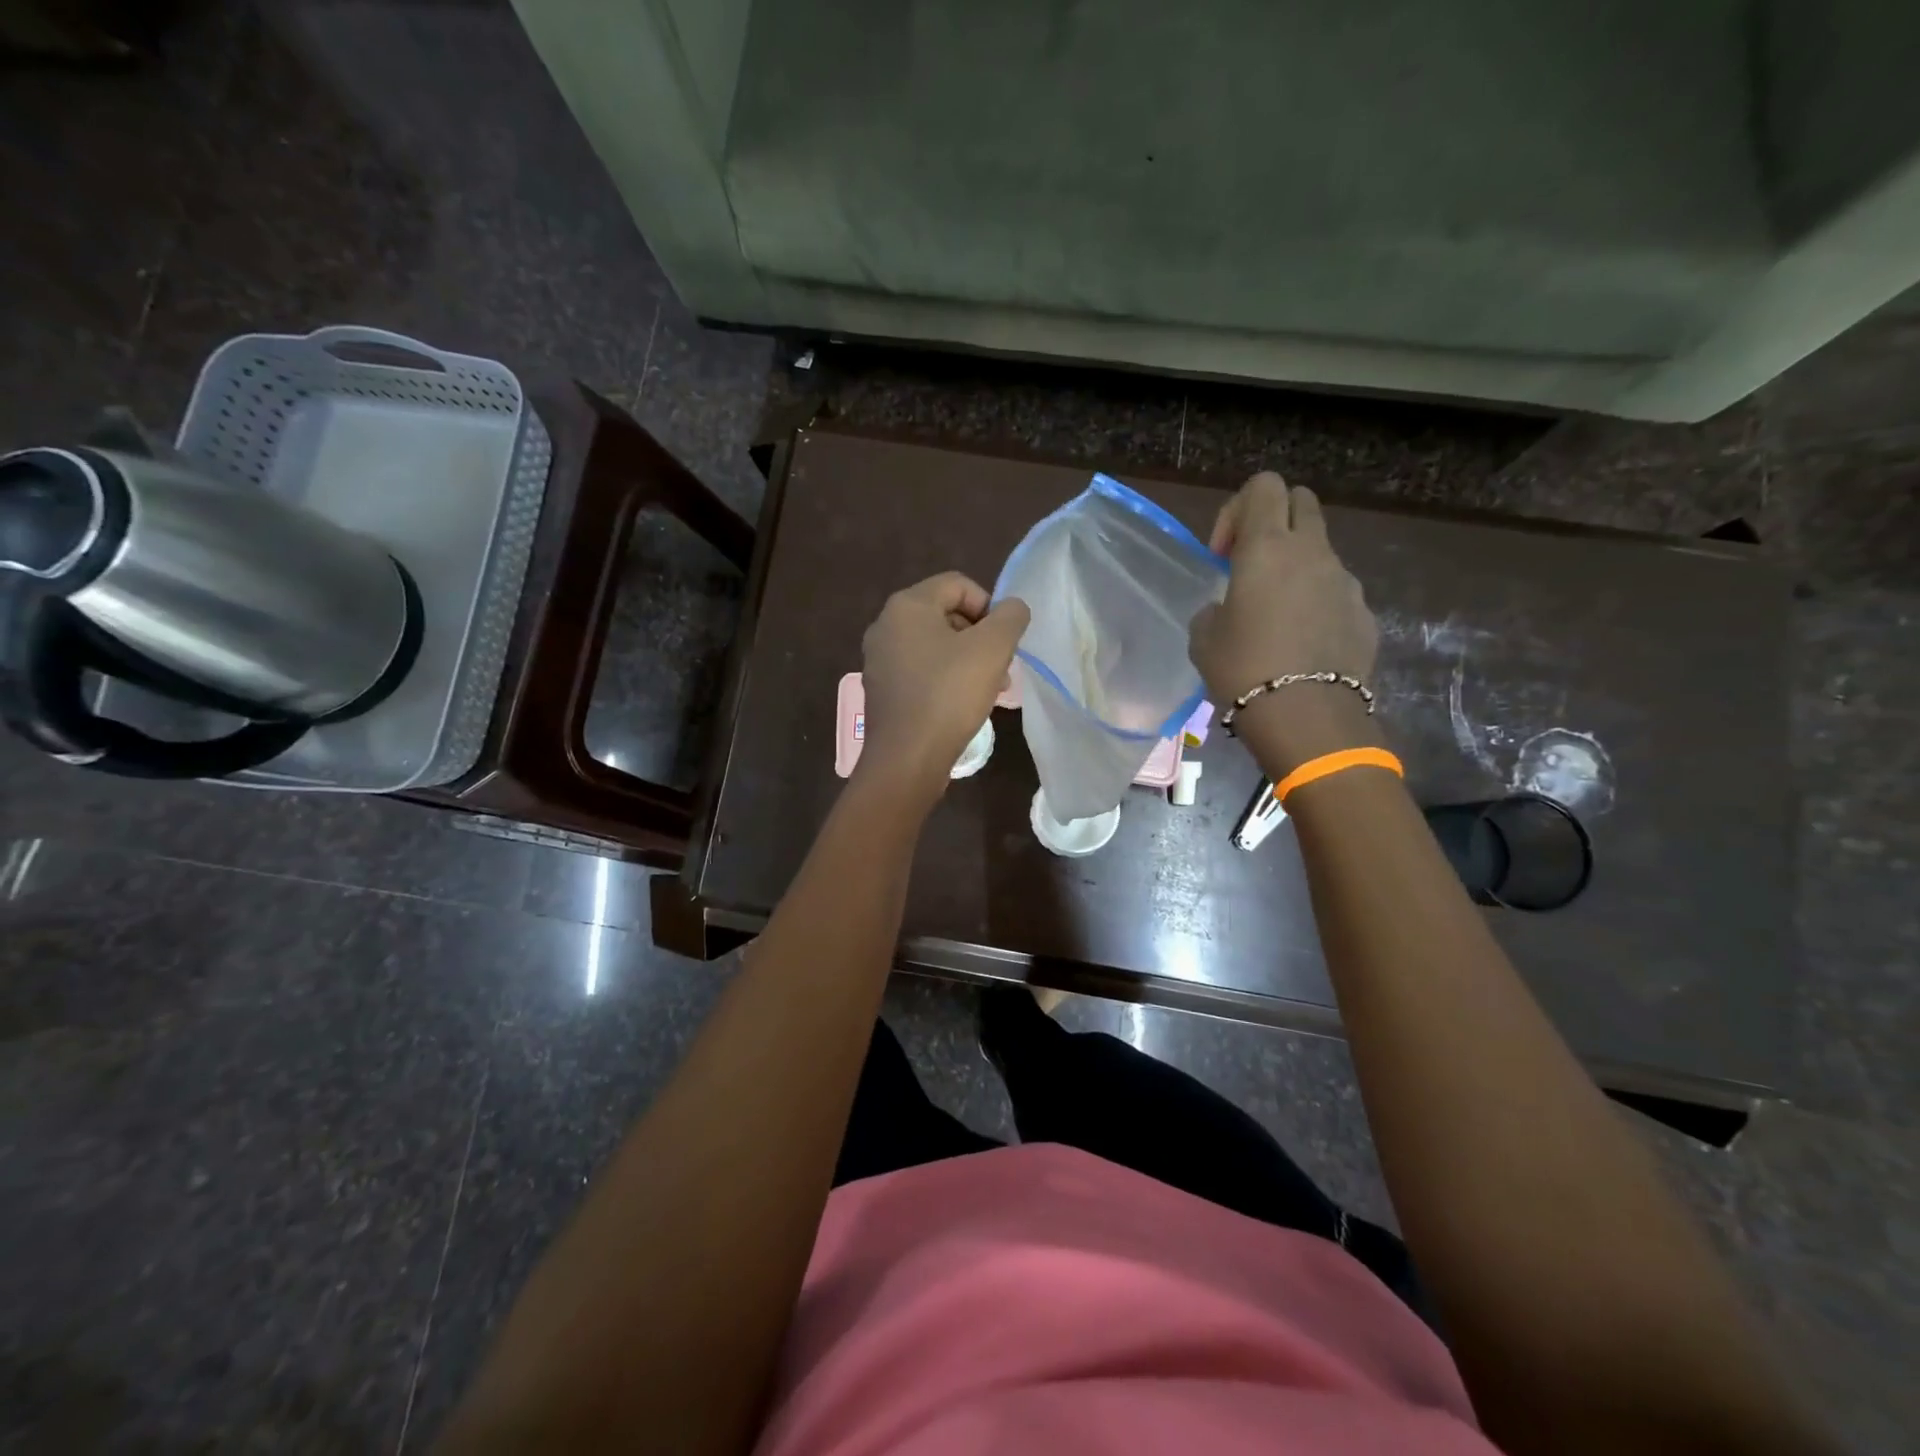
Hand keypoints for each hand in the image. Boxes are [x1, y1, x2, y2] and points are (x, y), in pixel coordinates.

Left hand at [858, 572, 1029, 805]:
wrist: (906, 759)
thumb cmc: (949, 695)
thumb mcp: (993, 648)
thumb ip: (1010, 617)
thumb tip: (1012, 608)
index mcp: (907, 605)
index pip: (958, 585)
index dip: (990, 607)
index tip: (1005, 641)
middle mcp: (886, 625)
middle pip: (946, 615)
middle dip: (981, 637)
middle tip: (1002, 668)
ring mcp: (879, 659)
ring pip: (935, 646)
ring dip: (968, 661)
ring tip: (991, 690)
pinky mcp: (882, 690)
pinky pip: (921, 671)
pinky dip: (946, 680)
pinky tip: (964, 705)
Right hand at [1189, 472, 1379, 768]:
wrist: (1307, 717)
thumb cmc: (1242, 669)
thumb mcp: (1204, 637)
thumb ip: (1215, 607)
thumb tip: (1227, 608)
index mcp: (1266, 547)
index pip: (1262, 486)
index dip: (1236, 510)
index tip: (1222, 556)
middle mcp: (1312, 551)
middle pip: (1301, 500)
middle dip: (1274, 519)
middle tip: (1251, 564)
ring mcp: (1344, 580)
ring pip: (1320, 549)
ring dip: (1296, 565)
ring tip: (1275, 614)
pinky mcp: (1364, 612)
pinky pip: (1335, 590)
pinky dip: (1316, 601)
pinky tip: (1301, 643)